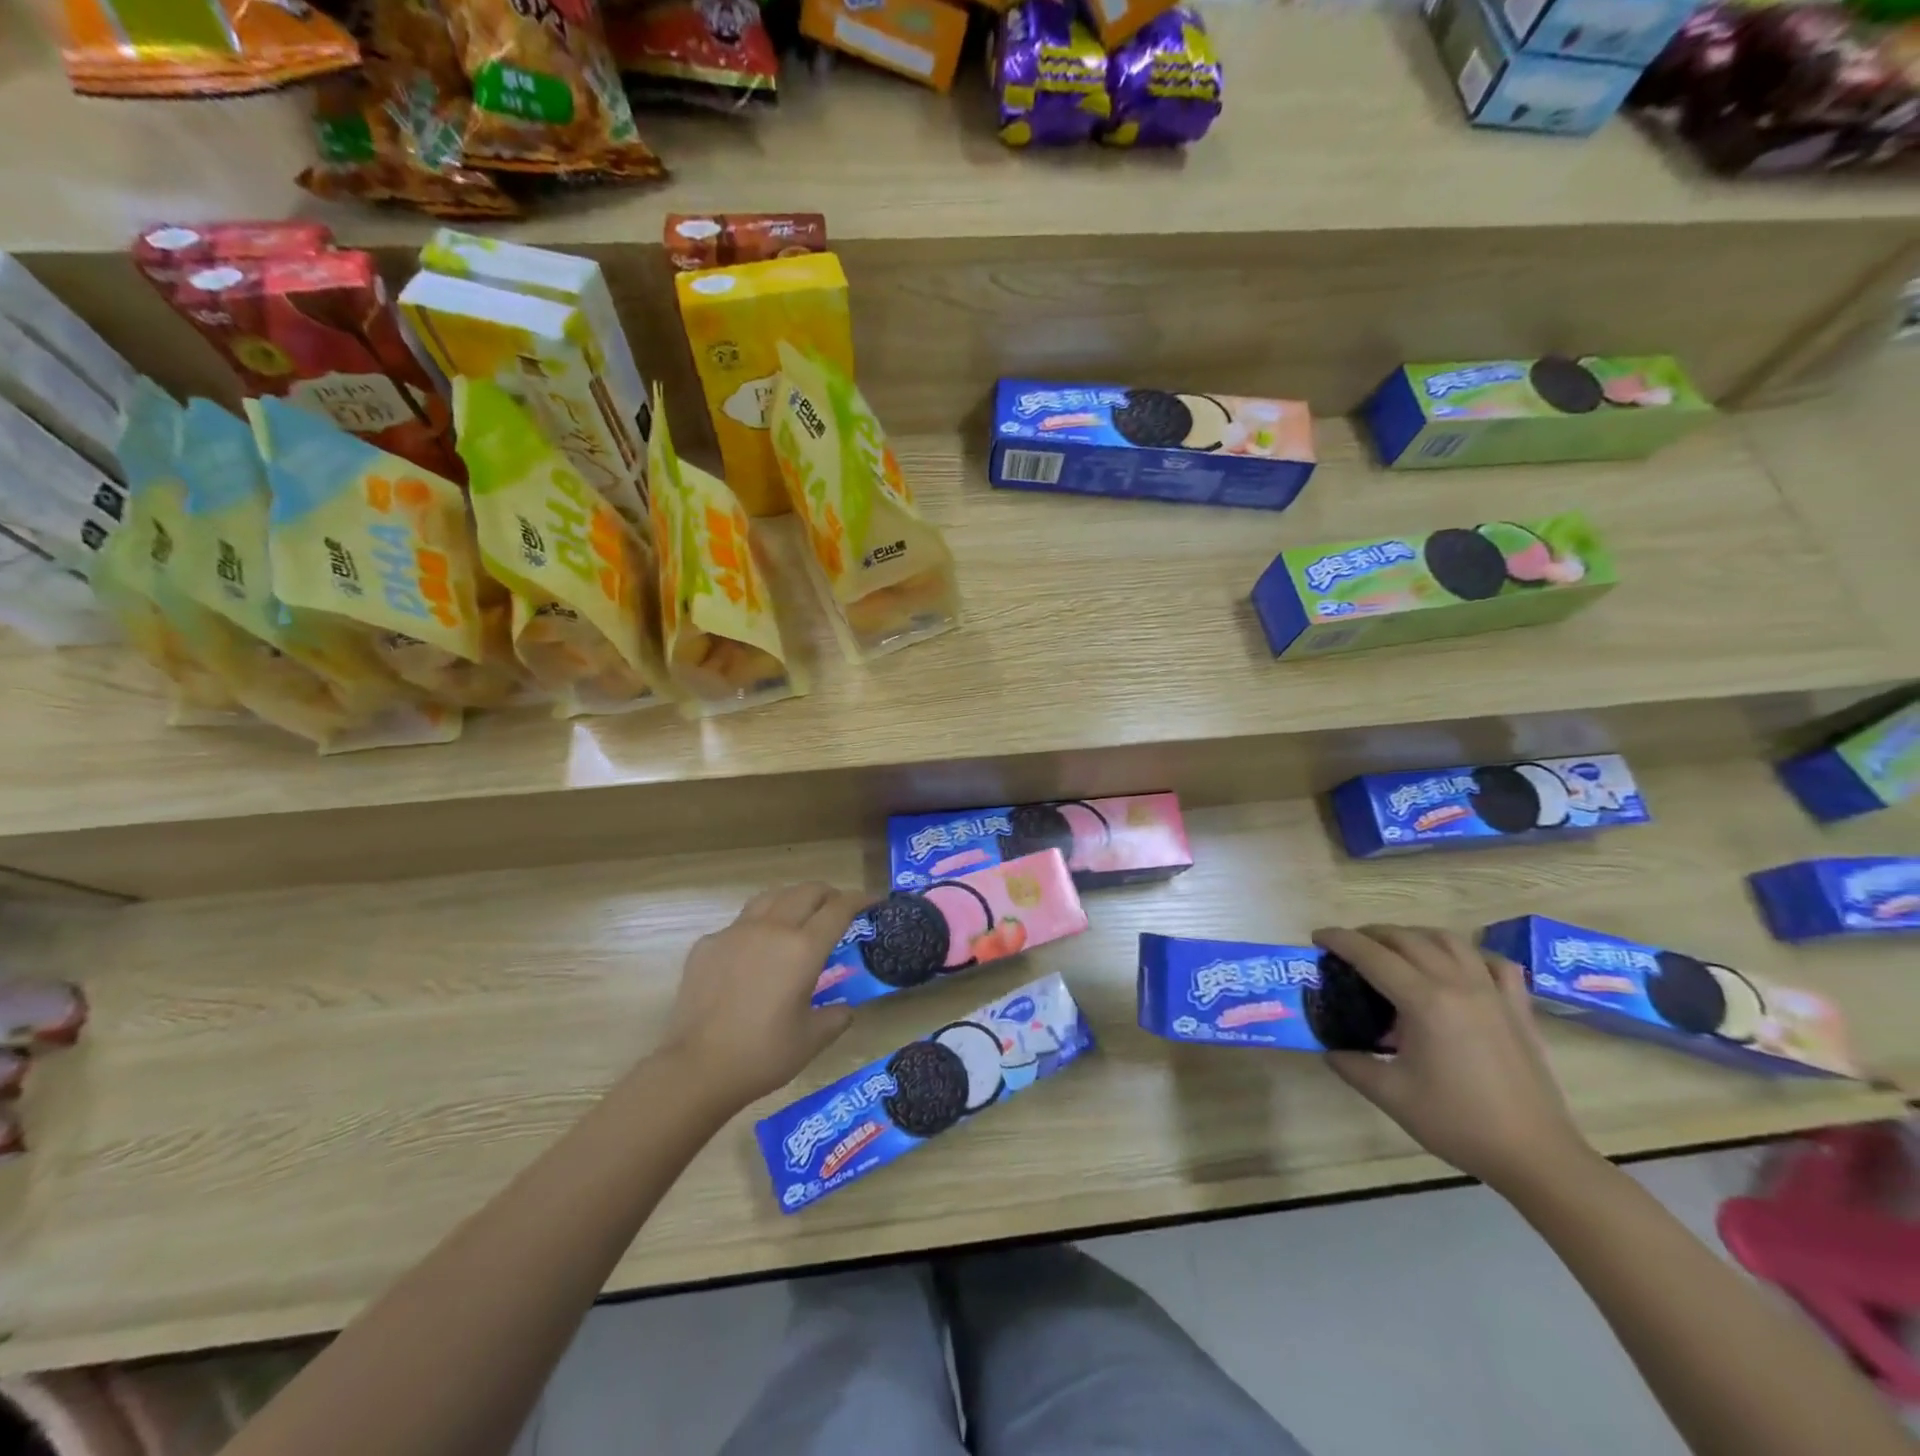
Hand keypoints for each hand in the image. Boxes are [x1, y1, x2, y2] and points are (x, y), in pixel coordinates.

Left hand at [663, 882, 864, 1109]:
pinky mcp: (708, 944)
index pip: (839, 909)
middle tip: (838, 907)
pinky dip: (757, 926)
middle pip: (806, 892)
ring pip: (771, 897)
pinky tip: (755, 950)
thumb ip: (835, 1018)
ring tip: (799, 913)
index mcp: (803, 949)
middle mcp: (772, 929)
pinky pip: (739, 923)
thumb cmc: (763, 1055)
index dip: (860, 899)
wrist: (697, 1068)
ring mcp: (735, 932)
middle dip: (829, 894)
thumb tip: (844, 1010)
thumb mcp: (812, 1040)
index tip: (873, 901)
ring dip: (793, 899)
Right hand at [1313, 924, 1594, 1195]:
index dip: (1340, 940)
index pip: (1371, 955)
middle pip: (1407, 938)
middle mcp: (1458, 984)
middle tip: (1349, 948)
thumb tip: (1330, 1049)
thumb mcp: (1391, 1095)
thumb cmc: (1459, 1122)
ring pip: (1448, 940)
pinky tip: (1458, 967)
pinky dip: (1469, 954)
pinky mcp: (1518, 1007)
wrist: (1536, 1155)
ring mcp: (1493, 992)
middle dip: (1371, 935)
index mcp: (1424, 1001)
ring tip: (1395, 950)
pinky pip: (1494, 962)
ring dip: (1414, 936)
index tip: (1317, 937)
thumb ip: (1352, 1065)